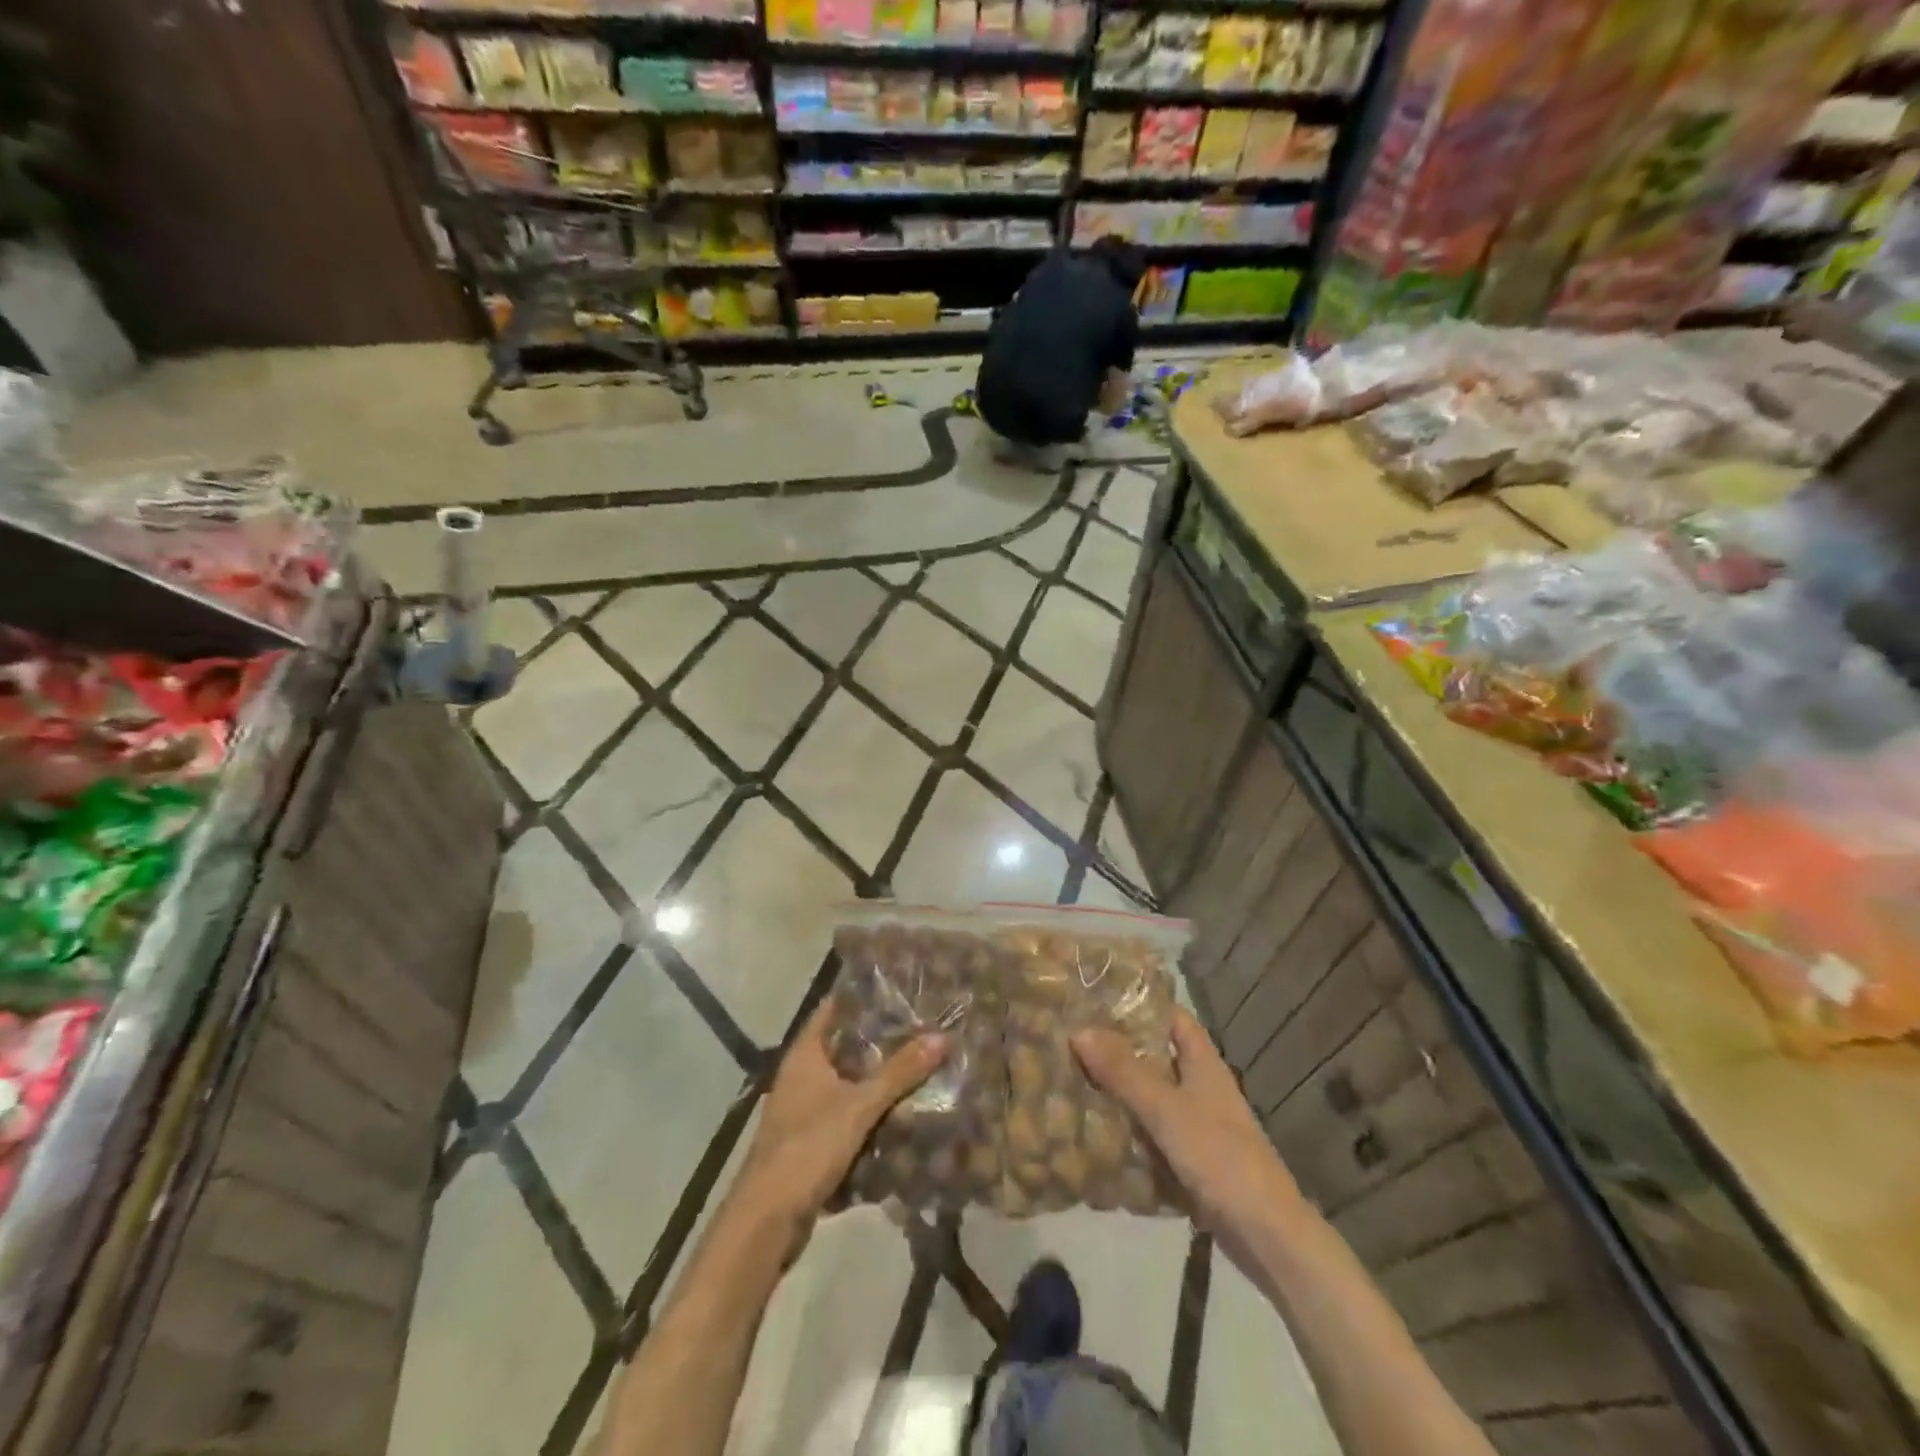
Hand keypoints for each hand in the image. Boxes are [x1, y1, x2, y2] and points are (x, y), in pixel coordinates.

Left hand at [729, 1001, 948, 1255]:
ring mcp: (801, 1110)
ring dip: (875, 1079)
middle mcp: (799, 1076)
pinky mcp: (808, 1142)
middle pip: (842, 1046)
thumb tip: (941, 1036)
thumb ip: (900, 1072)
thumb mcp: (859, 1106)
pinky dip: (867, 1113)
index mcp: (804, 1055)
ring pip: (845, 1083)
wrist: (767, 1220)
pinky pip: (844, 1116)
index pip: (832, 1009)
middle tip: (919, 1027)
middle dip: (877, 1040)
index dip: (860, 997)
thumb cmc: (808, 1147)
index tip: (896, 988)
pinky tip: (899, 1114)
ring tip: (917, 1066)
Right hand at [1072, 1008, 1304, 1253]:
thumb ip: (1123, 1071)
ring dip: (1119, 1090)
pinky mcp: (1191, 1159)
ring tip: (1072, 1080)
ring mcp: (1198, 1124)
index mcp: (1203, 1062)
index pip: (1172, 1016)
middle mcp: (1201, 1086)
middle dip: (1118, 1049)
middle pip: (1155, 1055)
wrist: (1266, 1235)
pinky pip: (1152, 1133)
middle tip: (1072, 1040)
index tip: (1098, 998)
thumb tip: (1079, 1030)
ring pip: (1151, 1096)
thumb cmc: (1220, 1157)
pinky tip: (1095, 1132)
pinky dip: (1128, 1130)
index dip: (1140, 1003)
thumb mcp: (1166, 1109)